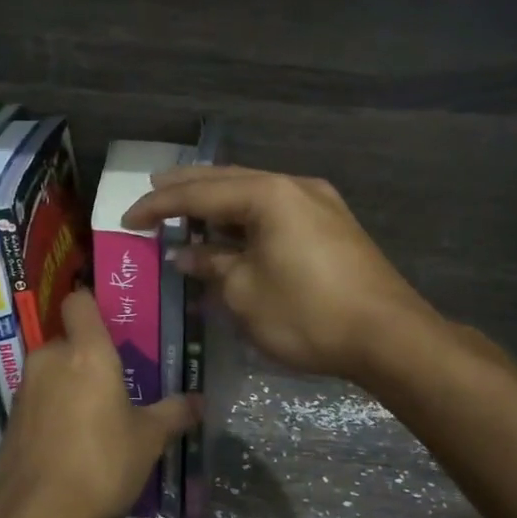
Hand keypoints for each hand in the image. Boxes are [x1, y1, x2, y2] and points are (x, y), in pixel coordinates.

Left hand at [0, 290, 196, 517]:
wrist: (34, 512)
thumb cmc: (100, 462)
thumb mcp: (148, 440)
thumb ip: (173, 414)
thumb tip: (198, 401)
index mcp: (85, 352)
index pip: (79, 302)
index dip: (93, 305)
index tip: (113, 324)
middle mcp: (50, 359)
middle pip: (69, 341)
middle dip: (89, 357)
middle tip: (117, 383)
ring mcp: (25, 389)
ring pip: (53, 372)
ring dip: (71, 386)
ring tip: (97, 417)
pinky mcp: (11, 418)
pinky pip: (40, 400)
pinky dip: (54, 411)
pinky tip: (72, 443)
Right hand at [123, 165, 428, 381]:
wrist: (389, 337)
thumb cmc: (307, 313)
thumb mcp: (245, 293)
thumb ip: (211, 264)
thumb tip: (187, 253)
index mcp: (268, 194)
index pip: (198, 194)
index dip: (158, 206)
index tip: (127, 219)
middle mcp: (294, 186)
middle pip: (228, 180)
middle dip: (187, 188)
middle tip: (152, 189)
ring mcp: (318, 203)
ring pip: (255, 193)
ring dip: (218, 201)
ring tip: (186, 206)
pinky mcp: (332, 225)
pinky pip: (275, 210)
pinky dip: (245, 217)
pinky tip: (231, 229)